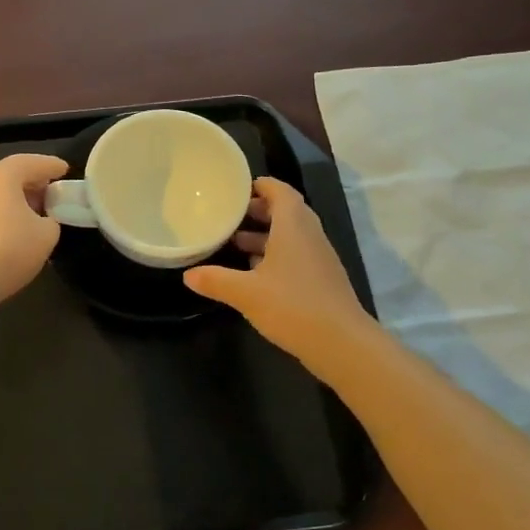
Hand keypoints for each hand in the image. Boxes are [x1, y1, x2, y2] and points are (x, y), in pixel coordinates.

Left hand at [0, 153, 68, 309]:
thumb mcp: (46, 235)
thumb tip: (41, 221)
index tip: (64, 170)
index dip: (51, 166)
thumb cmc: (8, 249)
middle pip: (8, 175)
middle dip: (30, 183)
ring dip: (11, 200)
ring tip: (29, 215)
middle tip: (49, 195)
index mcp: (0, 174)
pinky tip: (6, 231)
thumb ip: (50, 221)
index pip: (32, 163)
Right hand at [184, 177, 373, 372]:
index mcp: (293, 227)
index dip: (261, 186)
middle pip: (286, 211)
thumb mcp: (246, 293)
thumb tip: (188, 275)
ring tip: (235, 244)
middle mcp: (310, 235)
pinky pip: (297, 255)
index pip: (281, 191)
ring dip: (266, 236)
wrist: (342, 343)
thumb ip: (215, 280)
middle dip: (259, 211)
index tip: (237, 189)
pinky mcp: (322, 279)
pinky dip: (276, 255)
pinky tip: (255, 274)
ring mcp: (319, 258)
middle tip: (230, 216)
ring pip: (291, 235)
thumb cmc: (292, 306)